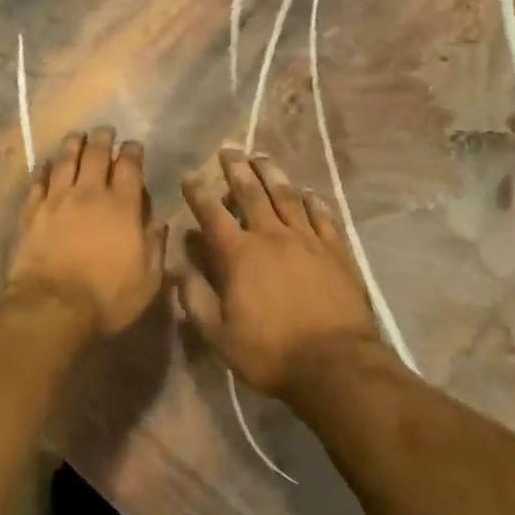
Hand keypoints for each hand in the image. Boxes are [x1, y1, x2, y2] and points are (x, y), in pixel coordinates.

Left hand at [8, 129, 166, 337]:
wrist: (52, 307)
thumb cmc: (107, 298)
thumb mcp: (148, 279)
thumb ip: (156, 246)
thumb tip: (159, 222)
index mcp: (122, 206)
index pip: (129, 166)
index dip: (132, 151)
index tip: (133, 145)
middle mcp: (89, 193)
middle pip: (95, 154)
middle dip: (102, 138)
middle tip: (105, 130)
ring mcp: (57, 200)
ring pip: (65, 161)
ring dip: (72, 144)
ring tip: (77, 136)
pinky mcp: (32, 212)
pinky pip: (38, 181)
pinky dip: (43, 169)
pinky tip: (46, 164)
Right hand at [176, 150, 390, 398]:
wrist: (336, 364)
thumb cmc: (271, 352)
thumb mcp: (219, 335)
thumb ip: (195, 298)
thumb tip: (177, 266)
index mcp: (239, 254)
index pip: (212, 213)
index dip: (198, 193)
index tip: (190, 175)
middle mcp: (271, 236)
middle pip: (251, 193)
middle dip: (236, 169)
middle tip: (228, 149)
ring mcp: (307, 239)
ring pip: (286, 196)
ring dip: (272, 173)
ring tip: (262, 156)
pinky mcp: (336, 250)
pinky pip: (322, 216)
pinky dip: (312, 201)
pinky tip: (307, 192)